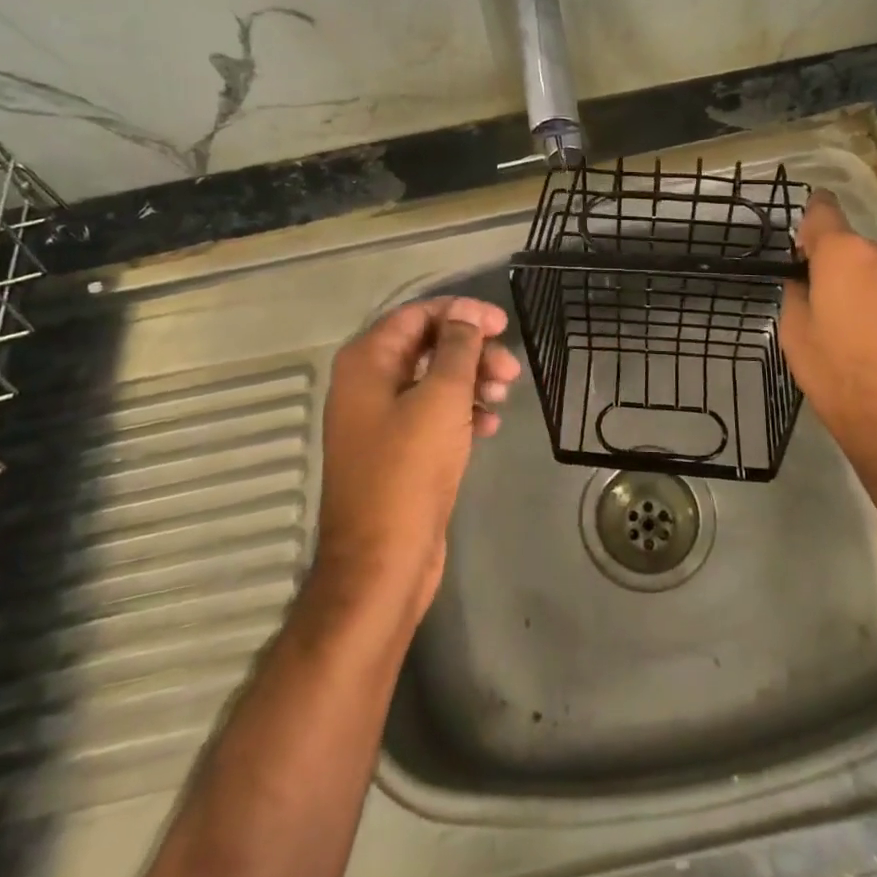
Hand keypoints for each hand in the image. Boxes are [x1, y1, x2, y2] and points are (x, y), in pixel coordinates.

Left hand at [312, 297, 520, 624]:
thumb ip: (458, 347)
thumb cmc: (408, 471)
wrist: (381, 564)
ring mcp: (380, 420)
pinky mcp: (397, 451)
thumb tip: (468, 311)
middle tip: (510, 370)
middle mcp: (367, 384)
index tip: (502, 325)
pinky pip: (433, 415)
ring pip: (434, 381)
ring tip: (503, 396)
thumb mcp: (441, 399)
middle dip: (472, 351)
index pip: (417, 314)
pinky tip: (490, 425)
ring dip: (472, 381)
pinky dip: (463, 412)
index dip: (462, 314)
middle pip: (427, 346)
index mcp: (367, 362)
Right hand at [779, 192, 876, 472]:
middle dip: (836, 270)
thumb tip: (806, 281)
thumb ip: (797, 294)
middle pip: (851, 246)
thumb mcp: (796, 337)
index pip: (821, 210)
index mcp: (844, 253)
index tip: (801, 255)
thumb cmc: (844, 381)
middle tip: (825, 314)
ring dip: (865, 290)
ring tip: (858, 339)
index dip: (808, 226)